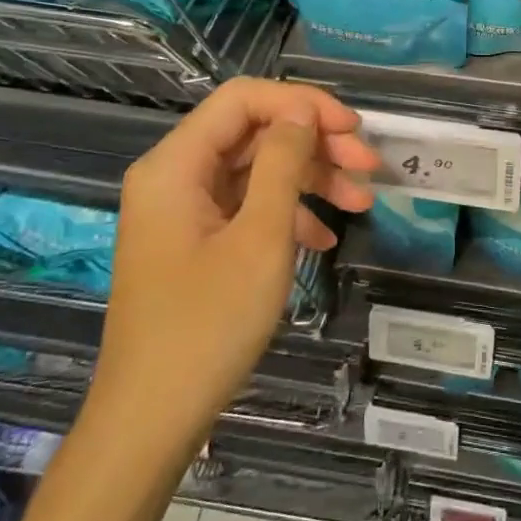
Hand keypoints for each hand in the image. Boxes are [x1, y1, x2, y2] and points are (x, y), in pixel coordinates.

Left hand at [90, 79, 377, 446]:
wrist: (152, 420)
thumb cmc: (207, 325)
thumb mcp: (260, 238)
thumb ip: (283, 163)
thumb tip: (302, 111)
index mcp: (176, 165)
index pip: (244, 99)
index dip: (303, 103)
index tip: (353, 129)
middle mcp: (175, 177)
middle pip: (254, 133)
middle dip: (315, 144)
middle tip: (369, 167)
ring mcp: (184, 212)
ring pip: (256, 171)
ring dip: (311, 180)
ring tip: (363, 203)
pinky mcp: (195, 242)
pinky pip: (247, 208)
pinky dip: (289, 214)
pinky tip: (325, 238)